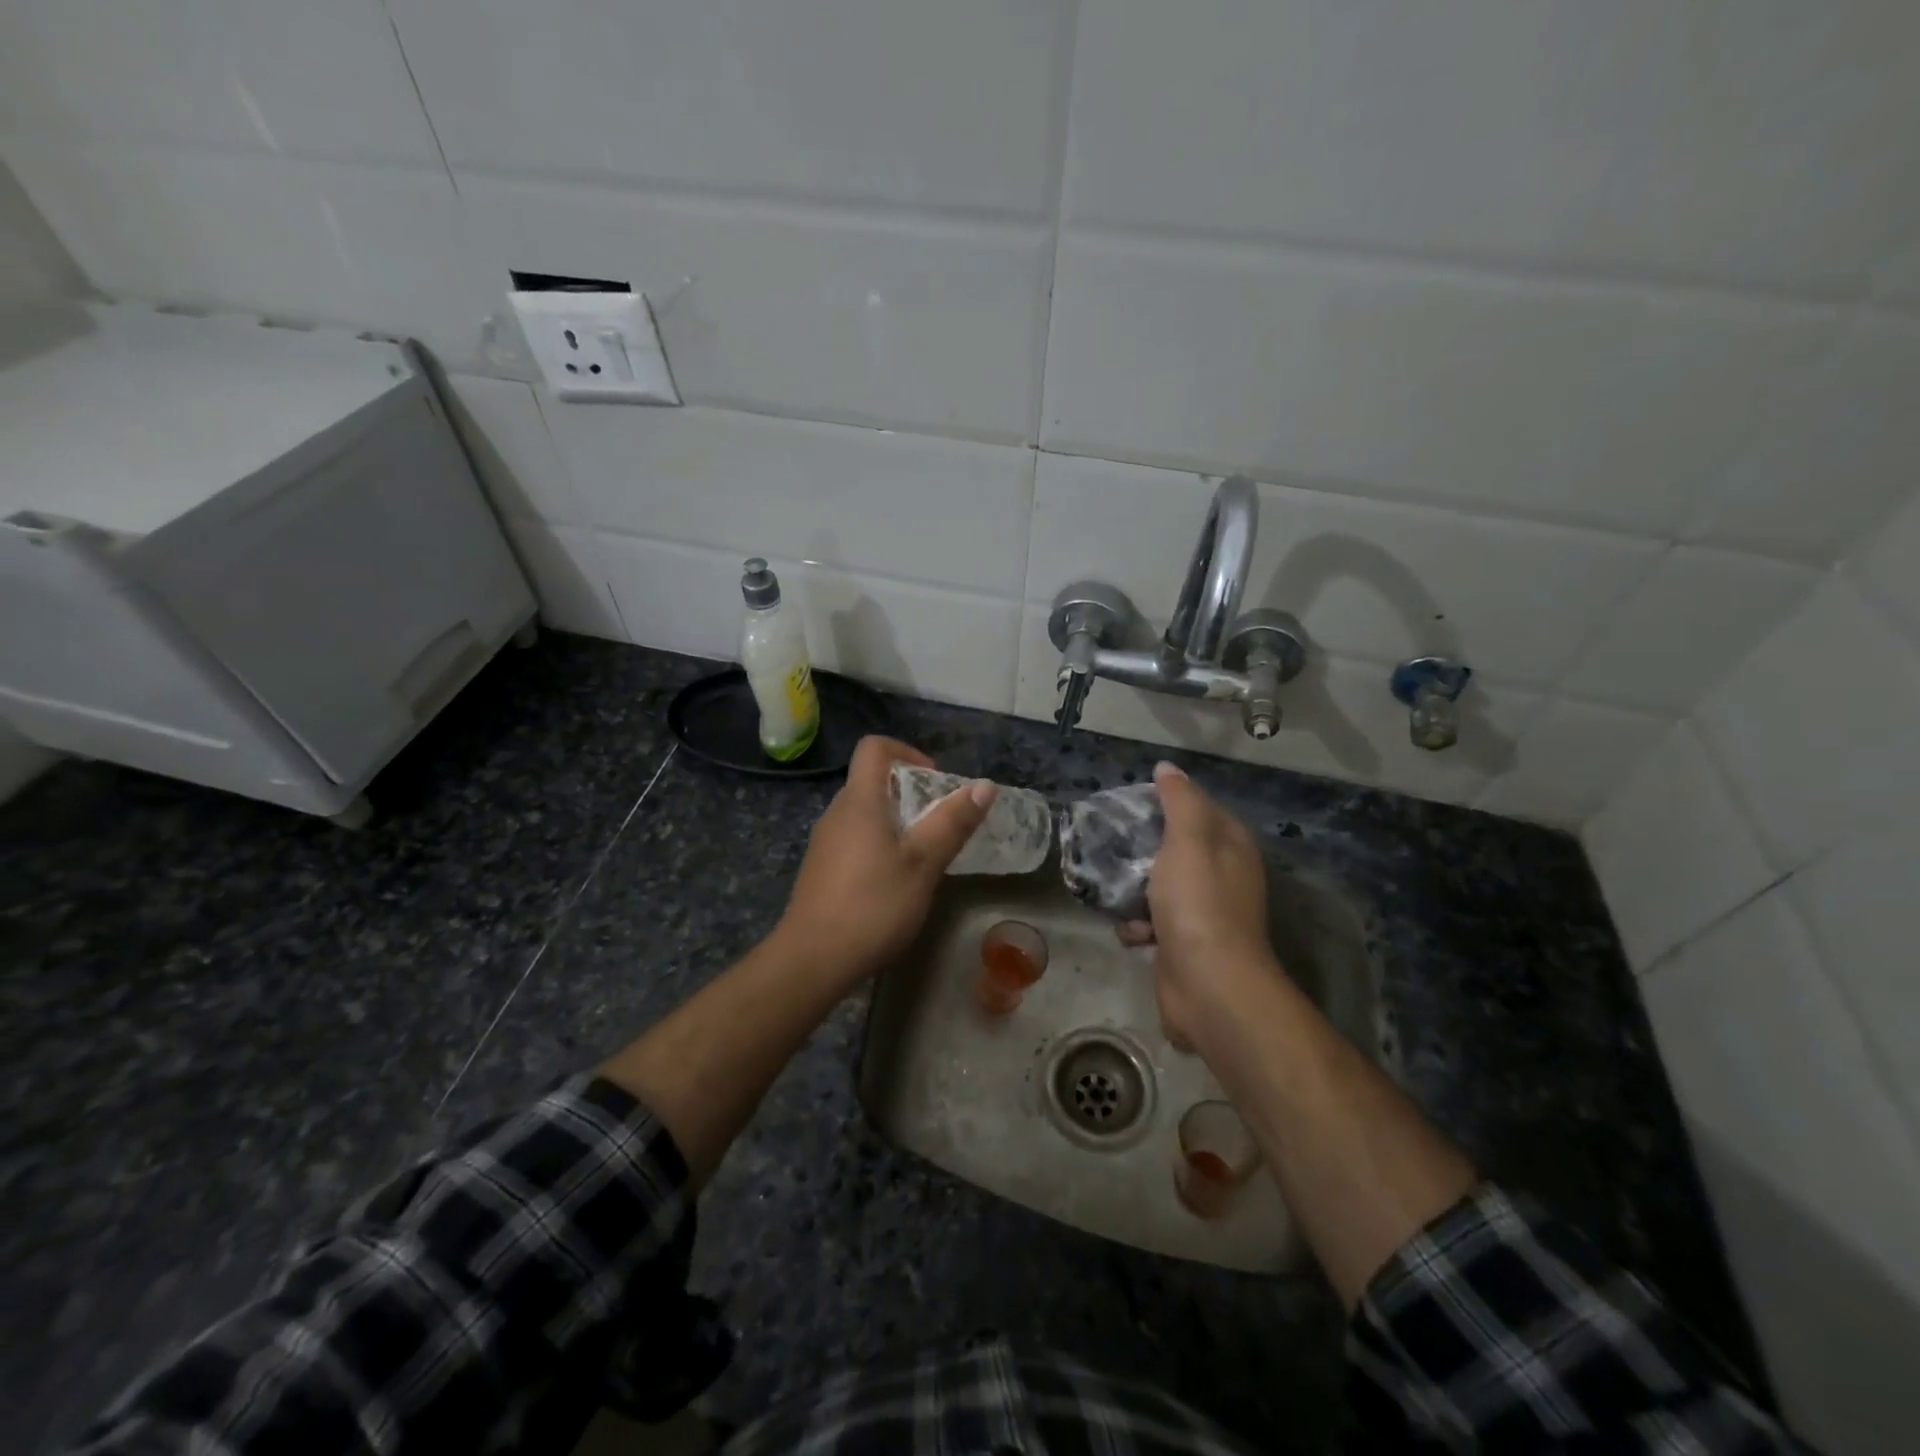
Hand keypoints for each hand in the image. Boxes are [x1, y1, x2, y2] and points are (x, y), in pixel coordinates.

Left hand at [774, 736, 994, 987]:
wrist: (812, 960)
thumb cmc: (873, 905)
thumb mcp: (923, 864)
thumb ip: (952, 823)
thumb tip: (984, 786)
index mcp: (859, 802)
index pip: (874, 748)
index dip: (907, 751)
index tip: (935, 780)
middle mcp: (837, 813)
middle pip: (871, 781)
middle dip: (909, 792)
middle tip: (939, 823)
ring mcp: (825, 843)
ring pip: (864, 814)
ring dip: (896, 822)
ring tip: (923, 855)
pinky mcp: (821, 870)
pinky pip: (854, 840)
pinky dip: (878, 845)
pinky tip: (895, 882)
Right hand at [1117, 761, 1276, 1048]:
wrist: (1209, 985)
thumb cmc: (1198, 903)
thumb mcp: (1188, 839)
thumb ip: (1178, 800)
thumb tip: (1168, 768)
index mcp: (1230, 844)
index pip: (1197, 807)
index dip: (1164, 801)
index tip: (1128, 803)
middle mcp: (1222, 874)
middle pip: (1172, 847)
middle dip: (1141, 849)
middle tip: (1110, 845)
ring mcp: (1203, 911)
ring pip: (1157, 886)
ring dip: (1133, 891)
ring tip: (1115, 892)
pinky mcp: (1184, 943)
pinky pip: (1152, 922)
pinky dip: (1139, 926)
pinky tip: (1134, 933)